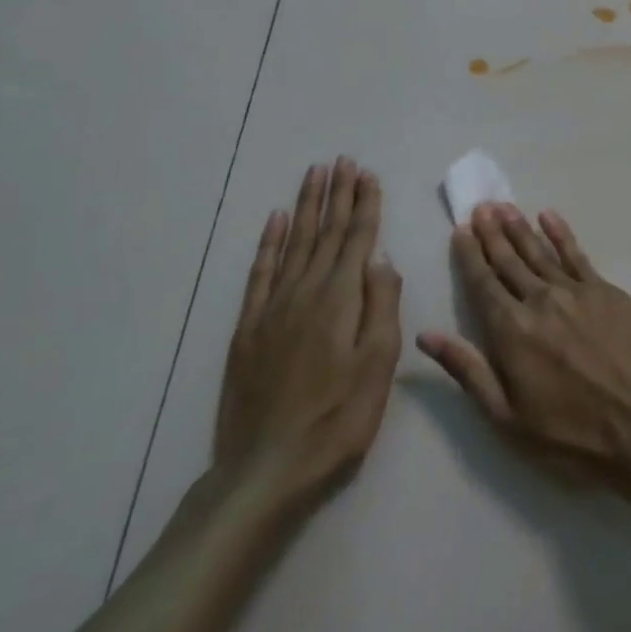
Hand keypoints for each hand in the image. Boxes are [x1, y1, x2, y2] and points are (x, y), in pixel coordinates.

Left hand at [213, 159, 401, 509]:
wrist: (266, 470)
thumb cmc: (337, 420)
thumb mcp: (378, 366)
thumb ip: (381, 305)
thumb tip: (381, 256)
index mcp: (340, 299)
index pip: (357, 239)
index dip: (364, 204)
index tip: (367, 174)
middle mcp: (305, 292)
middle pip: (325, 232)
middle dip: (337, 194)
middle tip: (342, 161)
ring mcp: (272, 308)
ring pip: (294, 243)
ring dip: (306, 206)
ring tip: (314, 175)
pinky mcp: (248, 328)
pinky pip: (260, 272)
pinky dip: (269, 242)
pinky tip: (276, 221)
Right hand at [417, 204, 630, 488]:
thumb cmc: (572, 435)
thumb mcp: (508, 418)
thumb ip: (468, 371)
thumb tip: (426, 336)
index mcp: (511, 331)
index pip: (483, 283)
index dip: (470, 255)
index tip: (460, 230)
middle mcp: (540, 300)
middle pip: (509, 260)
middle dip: (491, 233)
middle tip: (480, 207)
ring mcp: (576, 292)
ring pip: (540, 251)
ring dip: (520, 227)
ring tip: (504, 206)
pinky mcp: (606, 291)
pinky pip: (577, 254)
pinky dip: (561, 233)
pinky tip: (549, 217)